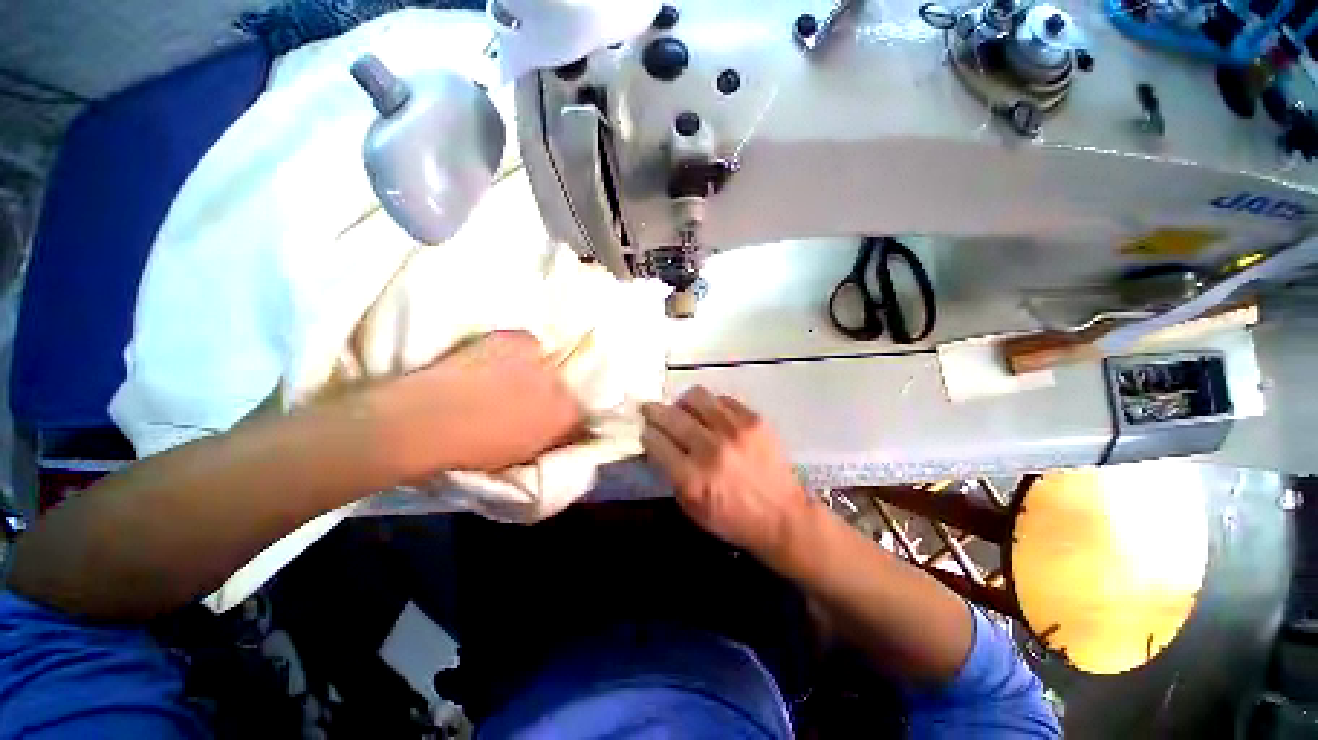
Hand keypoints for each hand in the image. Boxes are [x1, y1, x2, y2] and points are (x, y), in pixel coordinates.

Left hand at [417, 331, 583, 471]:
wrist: (432, 417)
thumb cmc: (475, 448)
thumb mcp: (521, 456)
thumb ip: (549, 441)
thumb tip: (562, 433)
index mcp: (565, 416)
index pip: (581, 414)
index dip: (566, 418)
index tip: (551, 421)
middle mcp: (561, 384)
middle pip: (566, 386)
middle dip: (553, 393)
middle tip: (527, 401)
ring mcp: (541, 359)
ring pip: (550, 363)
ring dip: (538, 371)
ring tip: (510, 379)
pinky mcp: (518, 338)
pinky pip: (529, 344)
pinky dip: (519, 351)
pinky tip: (497, 361)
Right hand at [641, 387, 813, 561]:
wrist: (783, 516)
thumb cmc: (733, 519)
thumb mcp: (691, 508)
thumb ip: (670, 474)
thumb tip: (657, 443)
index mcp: (691, 478)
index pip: (654, 440)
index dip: (646, 433)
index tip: (646, 431)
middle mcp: (710, 449)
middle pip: (670, 415)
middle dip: (653, 411)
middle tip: (650, 410)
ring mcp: (734, 430)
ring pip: (695, 397)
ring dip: (682, 402)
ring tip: (684, 410)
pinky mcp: (754, 420)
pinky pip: (722, 399)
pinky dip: (711, 405)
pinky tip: (712, 416)